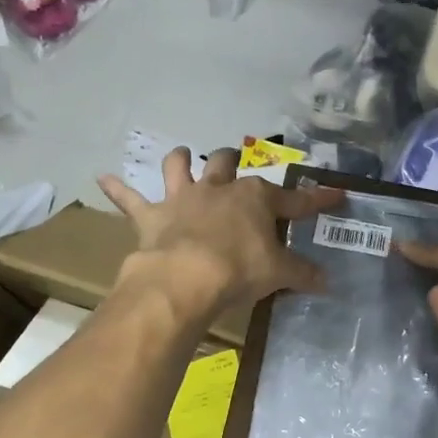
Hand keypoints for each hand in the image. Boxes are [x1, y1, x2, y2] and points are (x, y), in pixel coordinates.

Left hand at [99, 147, 343, 320]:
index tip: (336, 195)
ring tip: (183, 156)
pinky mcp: (151, 217)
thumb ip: (303, 274)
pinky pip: (129, 198)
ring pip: (179, 166)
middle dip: (232, 160)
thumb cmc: (239, 270)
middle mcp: (218, 189)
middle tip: (234, 161)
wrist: (186, 278)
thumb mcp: (279, 273)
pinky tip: (102, 178)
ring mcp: (182, 199)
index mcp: (254, 199)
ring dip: (181, 160)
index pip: (294, 199)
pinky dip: (116, 189)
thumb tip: (328, 282)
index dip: (316, 200)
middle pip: (226, 163)